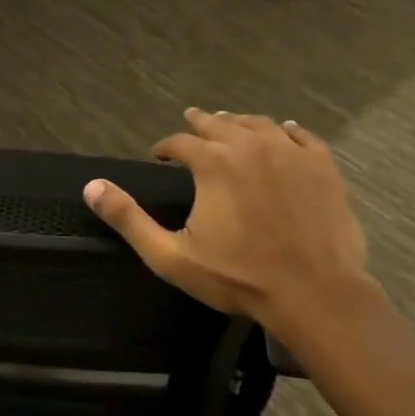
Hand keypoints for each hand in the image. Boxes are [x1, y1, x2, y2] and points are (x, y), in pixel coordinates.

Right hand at [83, 110, 371, 343]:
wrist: (315, 293)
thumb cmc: (238, 277)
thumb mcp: (171, 255)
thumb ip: (129, 219)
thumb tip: (91, 186)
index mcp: (213, 163)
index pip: (180, 142)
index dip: (166, 147)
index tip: (159, 156)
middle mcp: (250, 146)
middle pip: (220, 124)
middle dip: (201, 123)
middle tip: (191, 121)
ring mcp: (291, 154)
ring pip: (259, 124)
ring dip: (239, 123)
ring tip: (230, 123)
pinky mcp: (323, 167)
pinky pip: (302, 136)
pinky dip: (287, 130)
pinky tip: (284, 130)